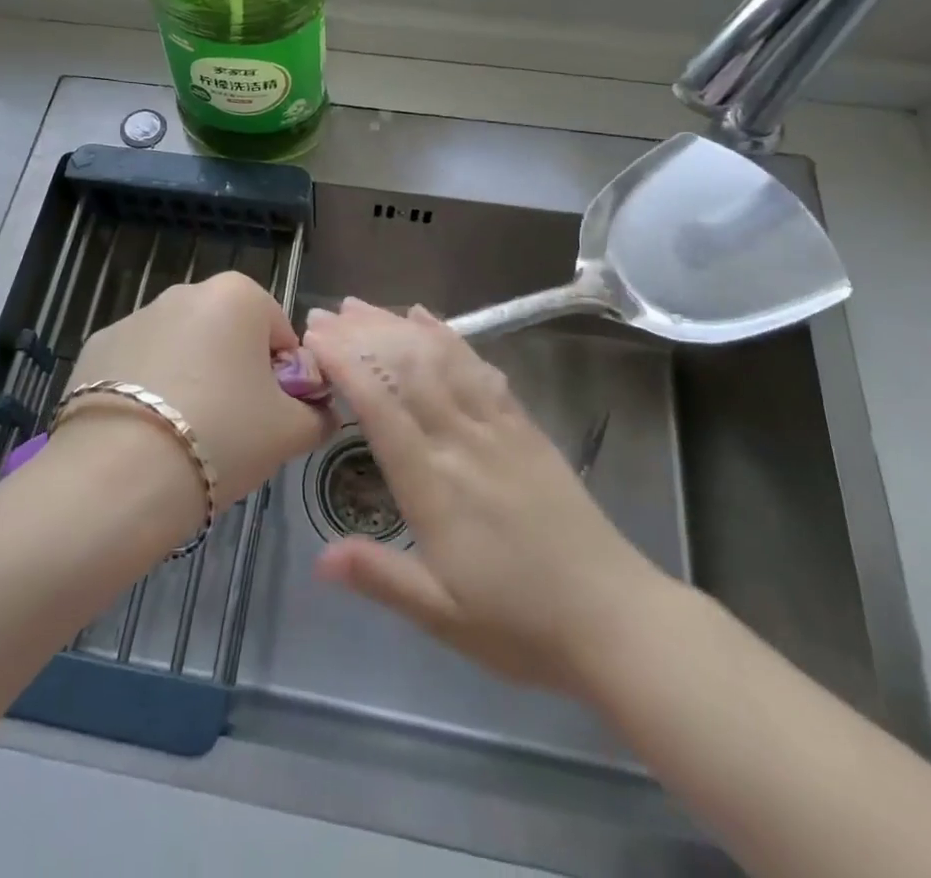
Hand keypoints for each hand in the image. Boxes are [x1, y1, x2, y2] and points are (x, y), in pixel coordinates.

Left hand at [67, 271, 336, 510]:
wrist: (121, 475)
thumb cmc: (223, 437)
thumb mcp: (291, 432)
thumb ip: (318, 414)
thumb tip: (319, 410)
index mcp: (238, 295)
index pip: (279, 333)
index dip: (283, 378)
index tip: (270, 416)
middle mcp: (185, 292)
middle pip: (227, 334)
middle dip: (234, 372)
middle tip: (232, 428)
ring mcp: (135, 316)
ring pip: (181, 348)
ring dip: (190, 378)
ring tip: (183, 436)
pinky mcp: (96, 346)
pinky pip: (138, 365)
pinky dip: (146, 389)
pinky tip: (143, 432)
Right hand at [302, 300, 670, 693]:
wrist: (615, 618)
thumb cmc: (520, 624)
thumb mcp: (441, 615)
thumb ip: (379, 577)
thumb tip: (317, 560)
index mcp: (434, 484)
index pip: (380, 407)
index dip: (345, 365)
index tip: (315, 338)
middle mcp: (462, 441)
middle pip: (406, 370)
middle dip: (362, 335)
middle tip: (325, 313)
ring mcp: (497, 427)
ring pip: (440, 360)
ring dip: (398, 327)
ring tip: (364, 305)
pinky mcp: (524, 425)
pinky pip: (480, 368)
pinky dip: (450, 338)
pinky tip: (429, 320)